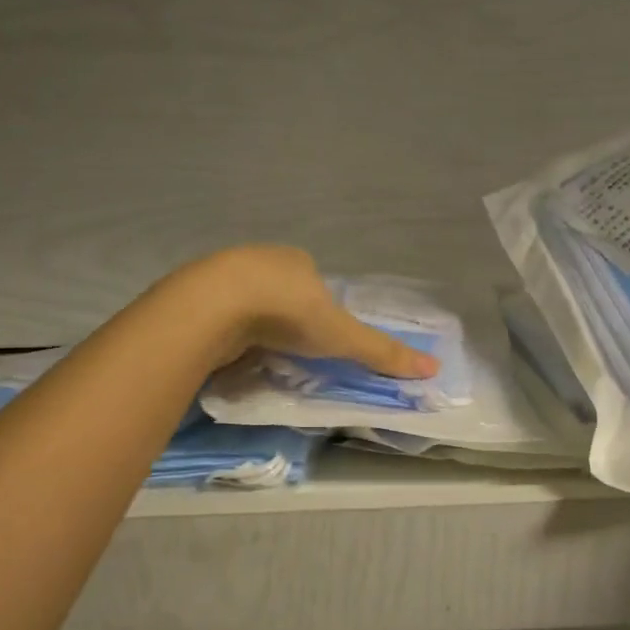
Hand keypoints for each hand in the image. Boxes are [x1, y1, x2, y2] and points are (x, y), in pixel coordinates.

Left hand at [176, 246, 440, 378]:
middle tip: (289, 349)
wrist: (214, 306)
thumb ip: (381, 353)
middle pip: (280, 289)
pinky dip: (226, 330)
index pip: (314, 282)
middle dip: (285, 316)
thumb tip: (434, 369)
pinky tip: (227, 349)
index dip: (319, 308)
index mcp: (297, 260)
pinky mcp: (195, 294)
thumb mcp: (342, 335)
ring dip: (253, 322)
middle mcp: (261, 260)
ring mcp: (224, 274)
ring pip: (246, 300)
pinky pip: (218, 313)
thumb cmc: (287, 312)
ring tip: (257, 353)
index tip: (318, 337)